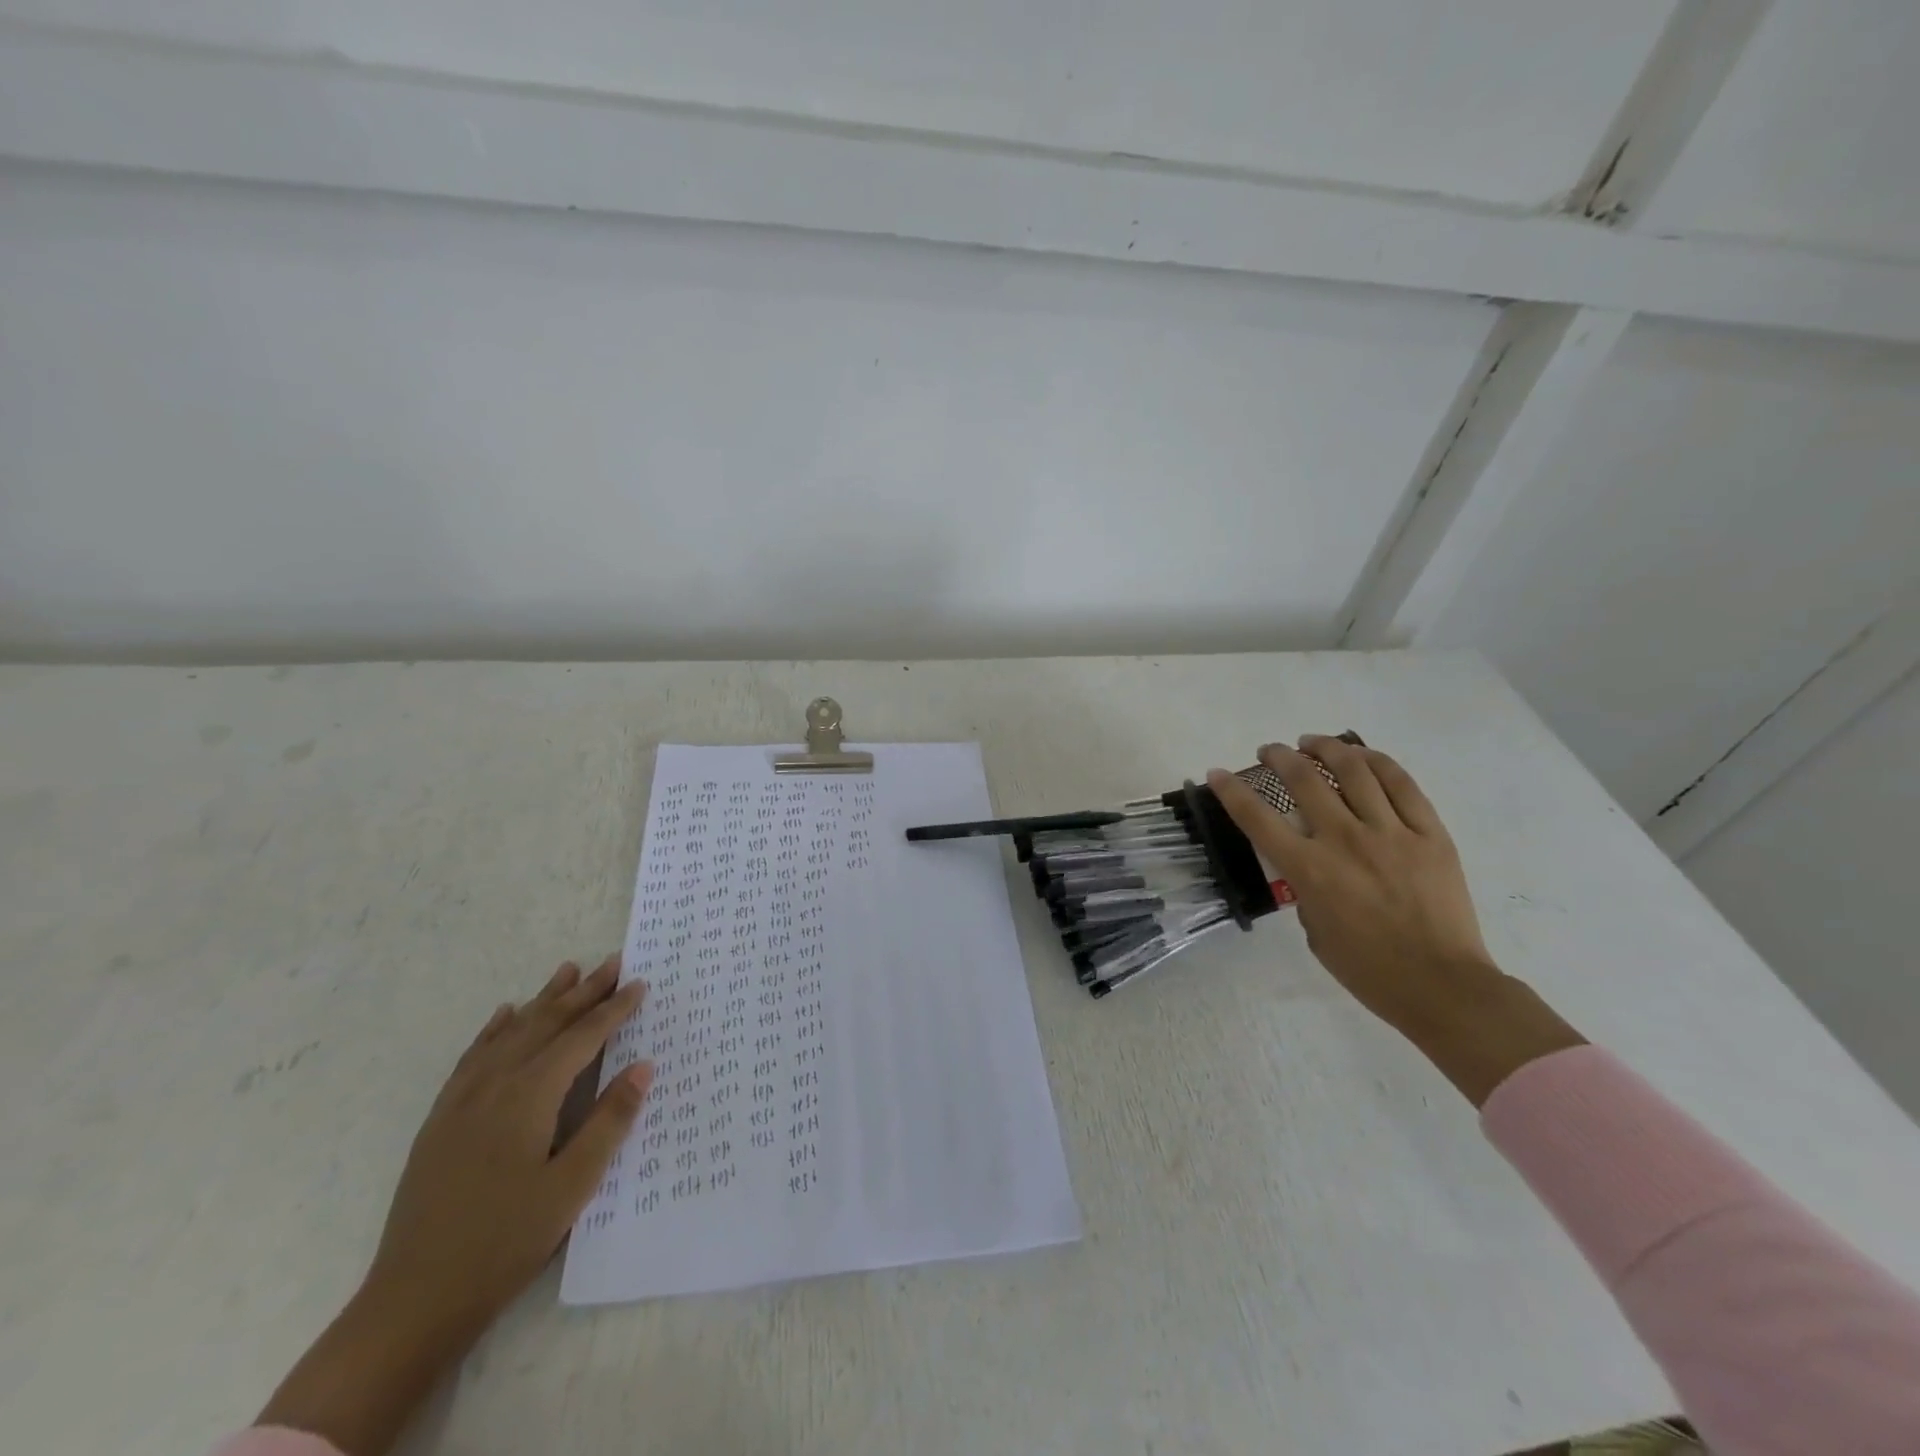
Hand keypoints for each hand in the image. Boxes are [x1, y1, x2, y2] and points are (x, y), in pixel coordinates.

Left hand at [257, 956, 652, 1455]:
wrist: (413, 1300)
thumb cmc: (505, 1242)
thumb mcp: (572, 1186)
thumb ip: (609, 1121)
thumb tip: (643, 1066)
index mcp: (530, 1097)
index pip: (581, 1038)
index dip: (613, 1010)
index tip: (640, 984)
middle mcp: (494, 1086)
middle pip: (546, 1024)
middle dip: (583, 992)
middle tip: (612, 962)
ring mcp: (461, 1101)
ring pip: (510, 1033)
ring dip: (542, 1001)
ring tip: (567, 971)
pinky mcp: (441, 1121)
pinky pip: (473, 1057)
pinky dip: (494, 1030)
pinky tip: (504, 1016)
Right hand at [1209, 738, 1582, 1105]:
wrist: (1442, 986)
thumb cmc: (1368, 970)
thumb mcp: (1314, 931)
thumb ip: (1305, 888)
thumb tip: (1310, 862)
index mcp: (1310, 870)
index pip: (1257, 818)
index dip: (1231, 791)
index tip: (1218, 773)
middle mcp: (1345, 841)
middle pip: (1304, 780)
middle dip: (1279, 757)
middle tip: (1270, 751)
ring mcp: (1391, 833)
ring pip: (1354, 770)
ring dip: (1326, 748)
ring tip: (1312, 743)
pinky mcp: (1430, 834)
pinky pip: (1402, 785)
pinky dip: (1378, 762)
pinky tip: (1362, 756)